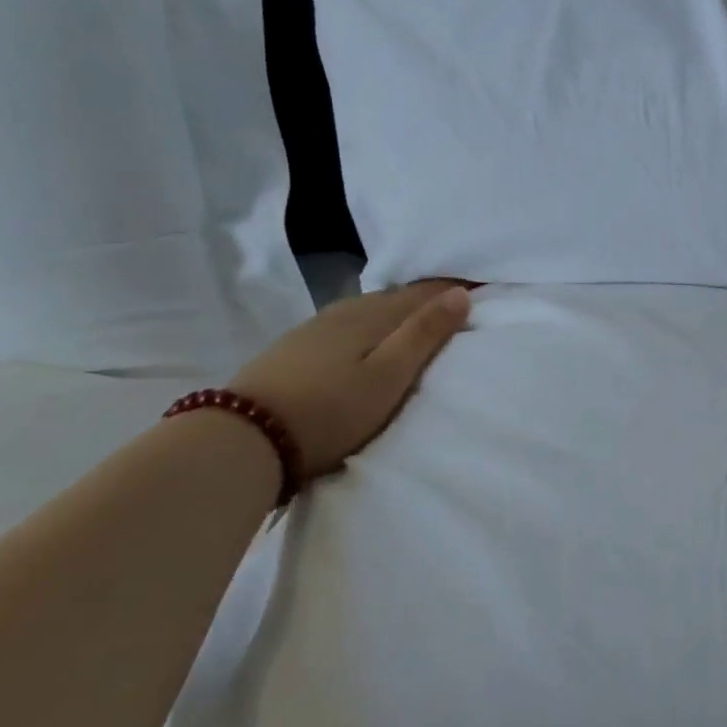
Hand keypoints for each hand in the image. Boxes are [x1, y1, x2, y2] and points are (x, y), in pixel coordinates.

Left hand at [228, 280, 471, 477]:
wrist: (245, 437)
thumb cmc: (332, 409)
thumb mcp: (388, 376)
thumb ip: (424, 334)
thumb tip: (460, 293)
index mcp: (372, 316)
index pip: (422, 293)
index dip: (451, 290)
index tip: (481, 289)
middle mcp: (345, 312)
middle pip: (394, 297)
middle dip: (426, 297)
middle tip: (456, 302)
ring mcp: (315, 328)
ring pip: (368, 308)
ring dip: (397, 310)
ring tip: (419, 319)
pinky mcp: (295, 348)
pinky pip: (347, 323)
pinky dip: (370, 323)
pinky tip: (368, 336)